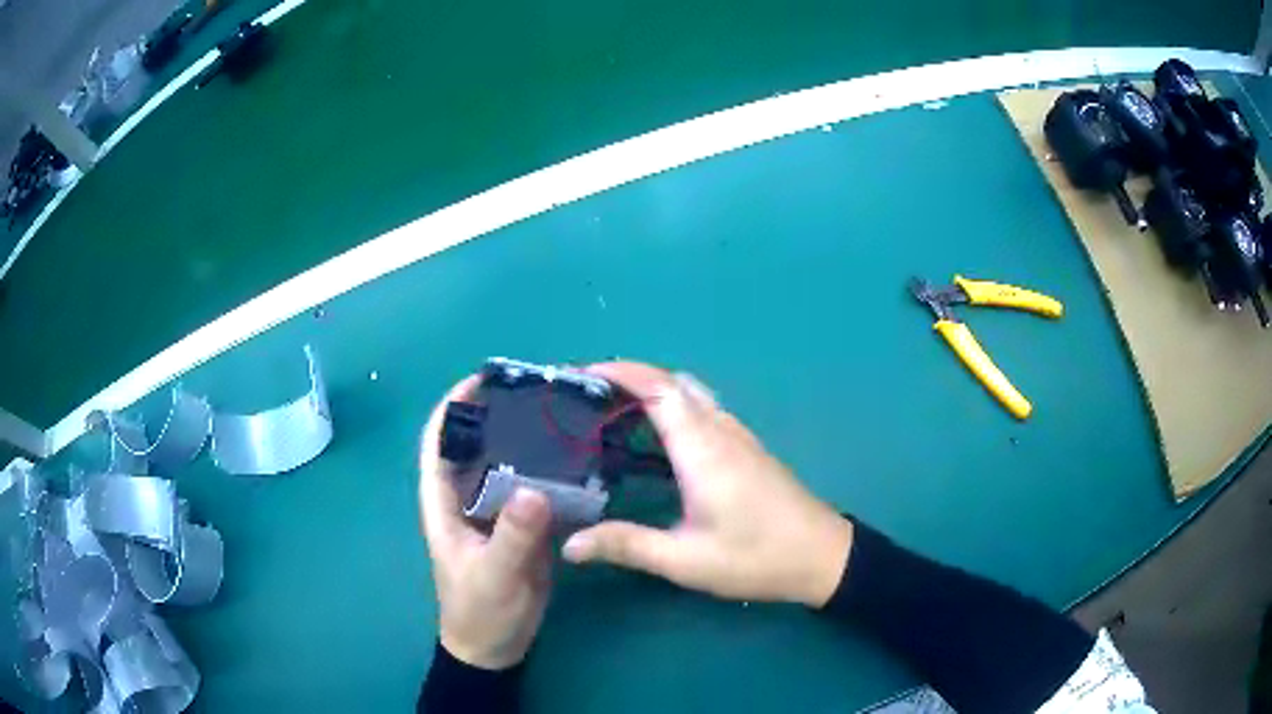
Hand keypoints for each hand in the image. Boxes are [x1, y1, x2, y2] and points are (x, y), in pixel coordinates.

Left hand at [419, 376, 553, 669]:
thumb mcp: (493, 576)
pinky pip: (535, 489)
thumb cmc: (479, 612)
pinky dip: (552, 472)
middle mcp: (468, 498)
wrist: (496, 648)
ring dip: (529, 440)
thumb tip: (535, 490)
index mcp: (444, 502)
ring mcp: (497, 512)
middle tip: (540, 391)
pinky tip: (579, 459)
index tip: (484, 378)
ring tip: (563, 415)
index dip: (453, 407)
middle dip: (499, 414)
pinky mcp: (522, 527)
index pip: (438, 443)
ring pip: (509, 464)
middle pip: (478, 444)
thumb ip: (511, 537)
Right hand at [562, 362, 852, 606]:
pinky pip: (704, 410)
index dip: (620, 372)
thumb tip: (570, 545)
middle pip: (673, 383)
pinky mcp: (748, 448)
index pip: (658, 388)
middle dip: (629, 377)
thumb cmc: (756, 557)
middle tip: (589, 395)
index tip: (582, 373)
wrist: (823, 556)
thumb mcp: (686, 560)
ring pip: (691, 394)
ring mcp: (738, 436)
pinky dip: (674, 407)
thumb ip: (627, 546)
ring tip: (615, 413)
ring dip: (653, 390)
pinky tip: (659, 440)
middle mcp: (721, 430)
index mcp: (703, 449)